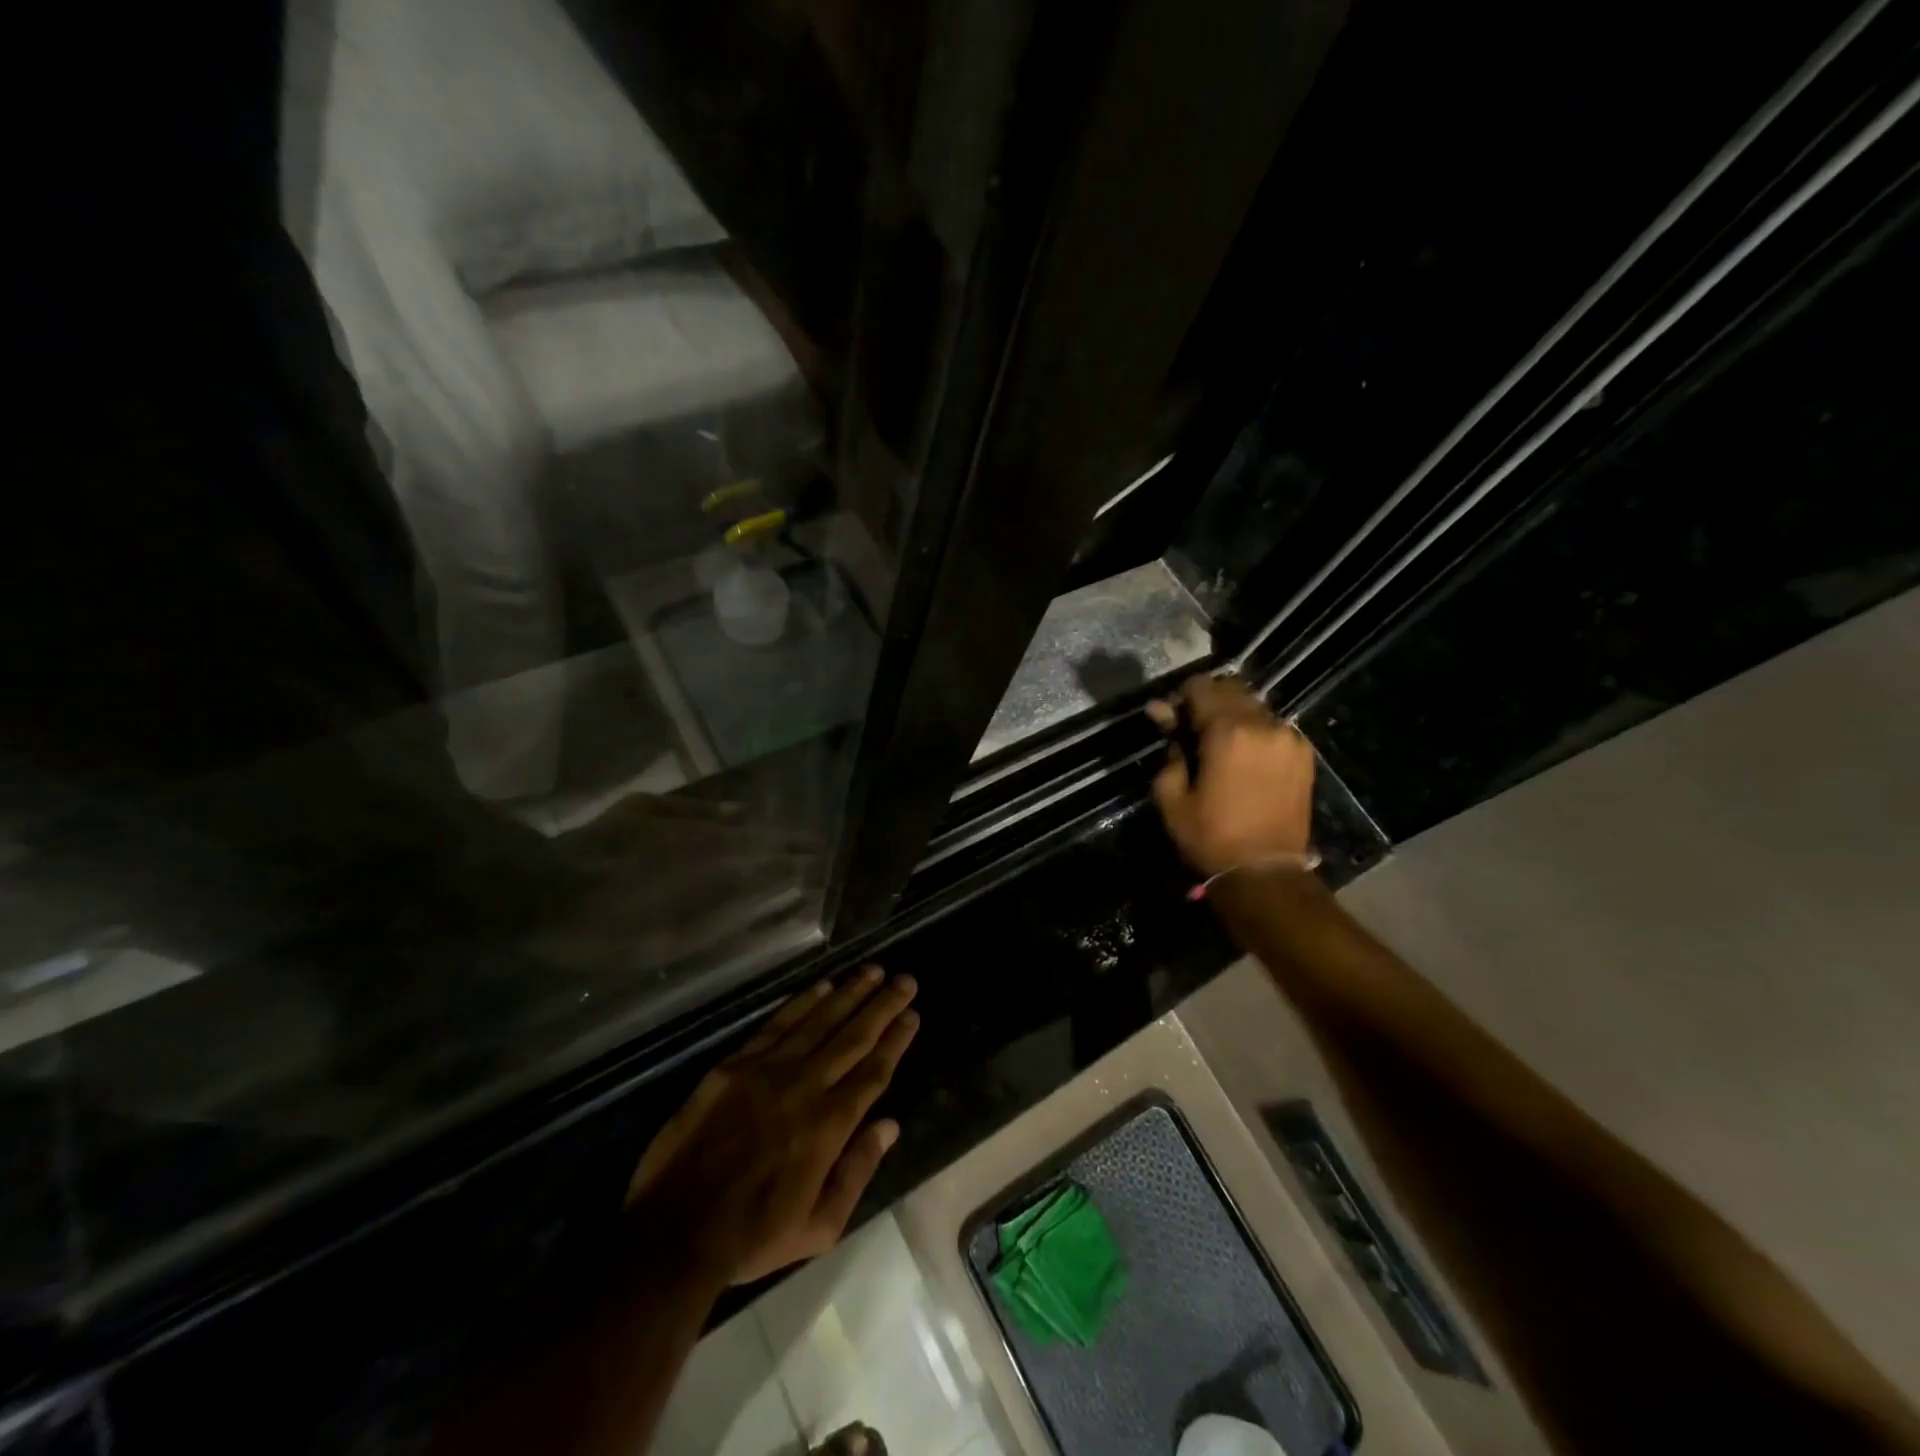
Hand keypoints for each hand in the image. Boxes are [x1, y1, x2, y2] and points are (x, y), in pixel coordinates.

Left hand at [624, 967, 919, 1285]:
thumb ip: (858, 1171)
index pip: (873, 1071)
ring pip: (819, 1021)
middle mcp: (805, 1087)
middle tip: (905, 979)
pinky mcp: (735, 1065)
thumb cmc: (753, 1237)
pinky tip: (823, 987)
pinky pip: (777, 1024)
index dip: (896, 1040)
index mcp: (829, 1126)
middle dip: (883, 1005)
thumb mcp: (819, 1227)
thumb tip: (890, 1125)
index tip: (912, 1014)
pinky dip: (803, 1003)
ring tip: (873, 971)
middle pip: (853, 1037)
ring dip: (850, 994)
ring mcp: (768, 1071)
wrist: (675, 1232)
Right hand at [1147, 675, 1315, 876]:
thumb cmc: (1211, 837)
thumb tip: (1163, 715)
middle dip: (1208, 702)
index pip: (1200, 688)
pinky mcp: (1303, 754)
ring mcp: (1289, 738)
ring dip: (1233, 715)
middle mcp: (1263, 725)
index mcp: (1228, 732)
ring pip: (1254, 707)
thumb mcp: (1172, 797)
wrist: (1265, 872)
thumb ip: (1169, 749)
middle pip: (1231, 690)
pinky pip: (1273, 727)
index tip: (1171, 718)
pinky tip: (1244, 757)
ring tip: (1219, 744)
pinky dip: (1255, 732)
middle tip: (1192, 729)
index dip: (1181, 699)